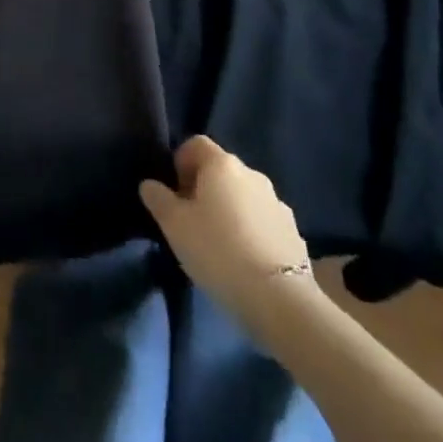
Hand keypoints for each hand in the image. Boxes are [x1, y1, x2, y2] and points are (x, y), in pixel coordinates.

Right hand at [140, 136, 326, 344]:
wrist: (278, 297)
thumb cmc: (217, 251)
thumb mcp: (174, 226)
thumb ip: (158, 199)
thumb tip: (150, 184)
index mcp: (222, 164)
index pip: (196, 144)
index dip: (180, 162)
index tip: (174, 193)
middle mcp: (251, 173)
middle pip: (220, 169)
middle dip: (203, 187)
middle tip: (191, 220)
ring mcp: (277, 201)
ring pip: (243, 195)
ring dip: (229, 209)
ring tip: (219, 243)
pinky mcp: (292, 229)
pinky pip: (262, 219)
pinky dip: (250, 229)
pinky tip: (244, 258)